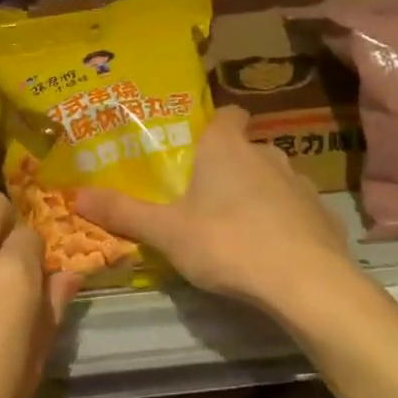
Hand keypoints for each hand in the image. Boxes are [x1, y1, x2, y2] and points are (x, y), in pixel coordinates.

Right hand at [74, 106, 354, 318]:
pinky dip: (282, 222)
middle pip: (245, 148)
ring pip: (271, 178)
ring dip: (256, 194)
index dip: (213, 124)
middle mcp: (266, 154)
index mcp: (226, 146)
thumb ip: (122, 212)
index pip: (226, 114)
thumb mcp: (165, 231)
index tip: (196, 145)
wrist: (307, 284)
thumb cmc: (227, 242)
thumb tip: (74, 194)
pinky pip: (295, 210)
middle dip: (227, 165)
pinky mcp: (323, 215)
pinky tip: (270, 251)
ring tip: (234, 226)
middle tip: (202, 195)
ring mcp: (300, 183)